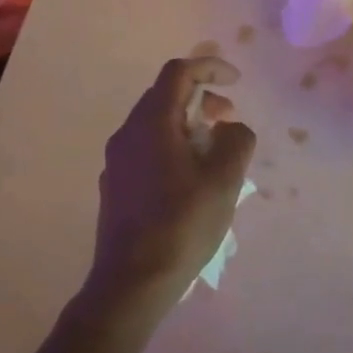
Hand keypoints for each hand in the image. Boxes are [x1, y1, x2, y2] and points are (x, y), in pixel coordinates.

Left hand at [84, 55, 256, 314]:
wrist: (130, 284)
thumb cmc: (181, 226)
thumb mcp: (224, 180)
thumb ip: (236, 141)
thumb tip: (230, 128)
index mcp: (151, 123)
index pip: (178, 72)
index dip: (210, 68)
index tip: (236, 82)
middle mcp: (127, 133)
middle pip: (165, 95)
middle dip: (201, 98)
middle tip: (227, 119)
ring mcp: (117, 161)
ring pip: (155, 123)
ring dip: (187, 124)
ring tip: (214, 153)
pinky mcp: (115, 185)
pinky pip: (147, 148)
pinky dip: (172, 146)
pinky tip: (190, 181)